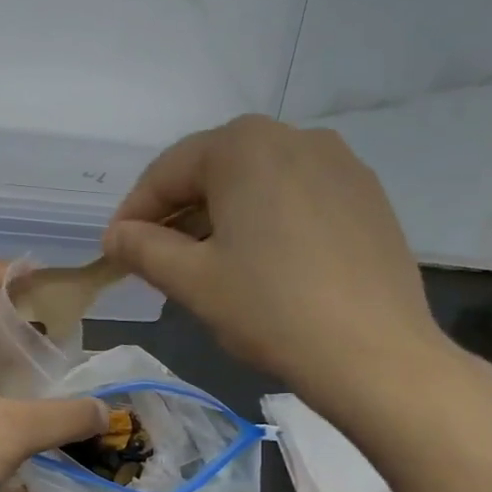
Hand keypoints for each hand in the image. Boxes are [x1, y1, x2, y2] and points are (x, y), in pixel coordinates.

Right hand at [102, 115, 445, 409]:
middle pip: (218, 171)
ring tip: (211, 265)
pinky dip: (271, 223)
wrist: (375, 354)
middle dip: (182, 214)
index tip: (116, 248)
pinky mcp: (369, 198)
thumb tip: (116, 235)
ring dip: (226, 218)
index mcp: (245, 145)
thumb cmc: (271, 310)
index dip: (136, 211)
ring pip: (262, 184)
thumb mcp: (193, 281)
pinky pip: (301, 200)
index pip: (169, 170)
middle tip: (160, 260)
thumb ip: (143, 249)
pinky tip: (268, 265)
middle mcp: (296, 137)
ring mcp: (341, 165)